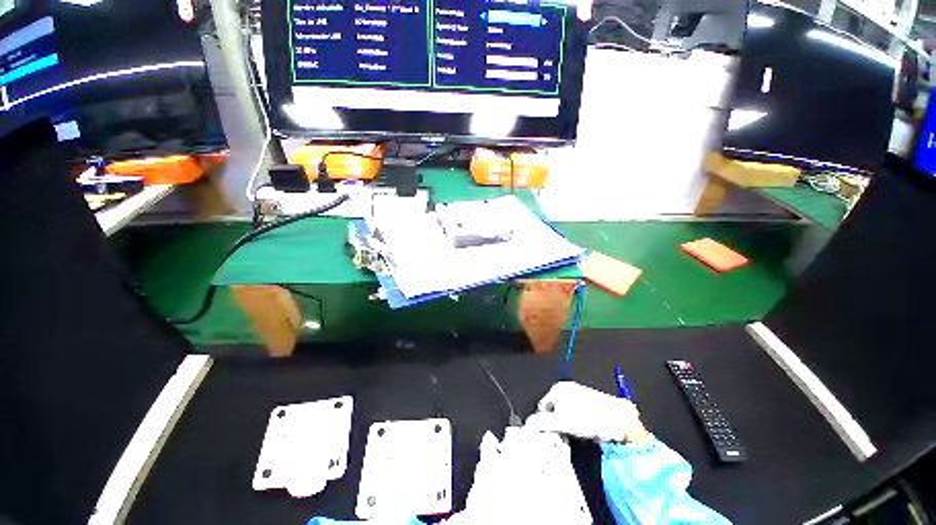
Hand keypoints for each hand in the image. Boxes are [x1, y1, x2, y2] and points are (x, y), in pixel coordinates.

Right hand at [526, 381, 648, 443]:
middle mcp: (566, 386)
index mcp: (557, 389)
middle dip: (557, 420)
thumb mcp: (562, 423)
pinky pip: (577, 408)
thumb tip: (528, 424)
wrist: (619, 419)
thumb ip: (542, 422)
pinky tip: (587, 426)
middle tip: (566, 433)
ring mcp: (579, 390)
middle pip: (554, 406)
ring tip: (579, 431)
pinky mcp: (590, 396)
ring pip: (566, 408)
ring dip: (568, 419)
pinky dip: (578, 417)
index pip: (542, 406)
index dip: (545, 422)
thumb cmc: (588, 419)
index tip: (554, 434)